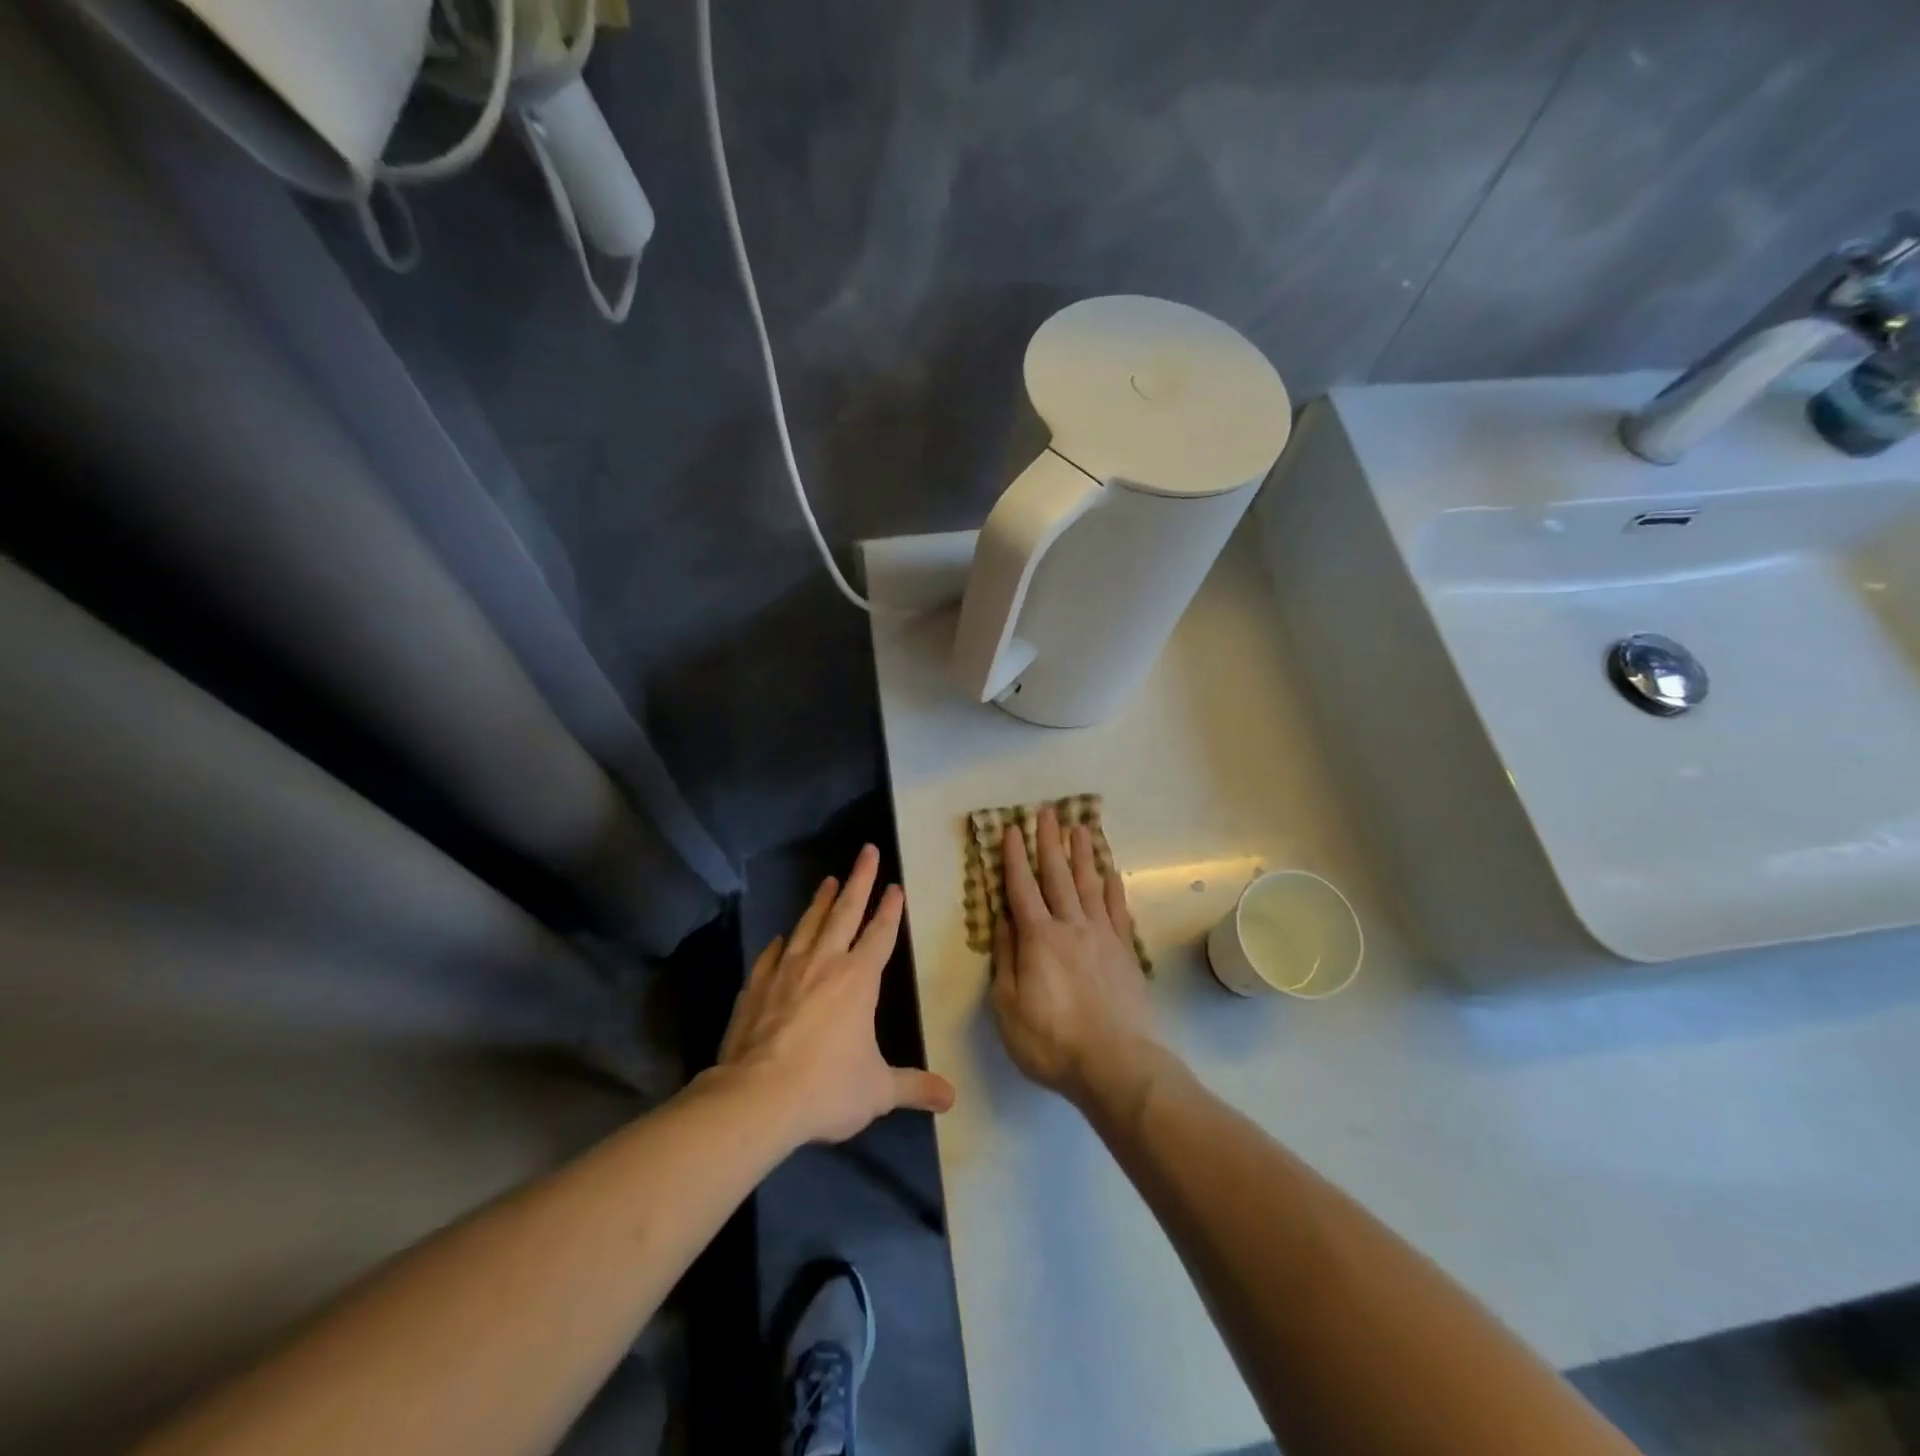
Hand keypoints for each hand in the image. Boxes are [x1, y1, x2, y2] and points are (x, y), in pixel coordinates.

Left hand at [717, 844, 955, 1145]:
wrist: (756, 1098)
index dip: (890, 909)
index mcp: (858, 980)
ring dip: (821, 901)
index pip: (880, 934)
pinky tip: (781, 938)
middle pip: (845, 912)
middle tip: (867, 851)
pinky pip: (772, 955)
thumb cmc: (827, 1088)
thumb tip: (950, 1098)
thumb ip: (913, 1087)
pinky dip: (781, 943)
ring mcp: (786, 971)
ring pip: (808, 925)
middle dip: (859, 880)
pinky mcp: (756, 986)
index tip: (895, 886)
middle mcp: (824, 963)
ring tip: (828, 880)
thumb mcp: (878, 1091)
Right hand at [989, 807, 1171, 1113]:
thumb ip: (1006, 959)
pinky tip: (1111, 874)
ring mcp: (1102, 937)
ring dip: (1082, 855)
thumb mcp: (1008, 1007)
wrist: (1117, 1065)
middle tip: (1046, 812)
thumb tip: (1004, 921)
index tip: (1010, 829)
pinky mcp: (1125, 952)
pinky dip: (1113, 889)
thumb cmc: (1052, 1042)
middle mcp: (1070, 927)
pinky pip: (1118, 911)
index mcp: (1038, 938)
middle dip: (1049, 843)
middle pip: (1057, 876)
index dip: (1013, 858)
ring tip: (1080, 828)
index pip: (1021, 888)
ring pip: (1089, 886)